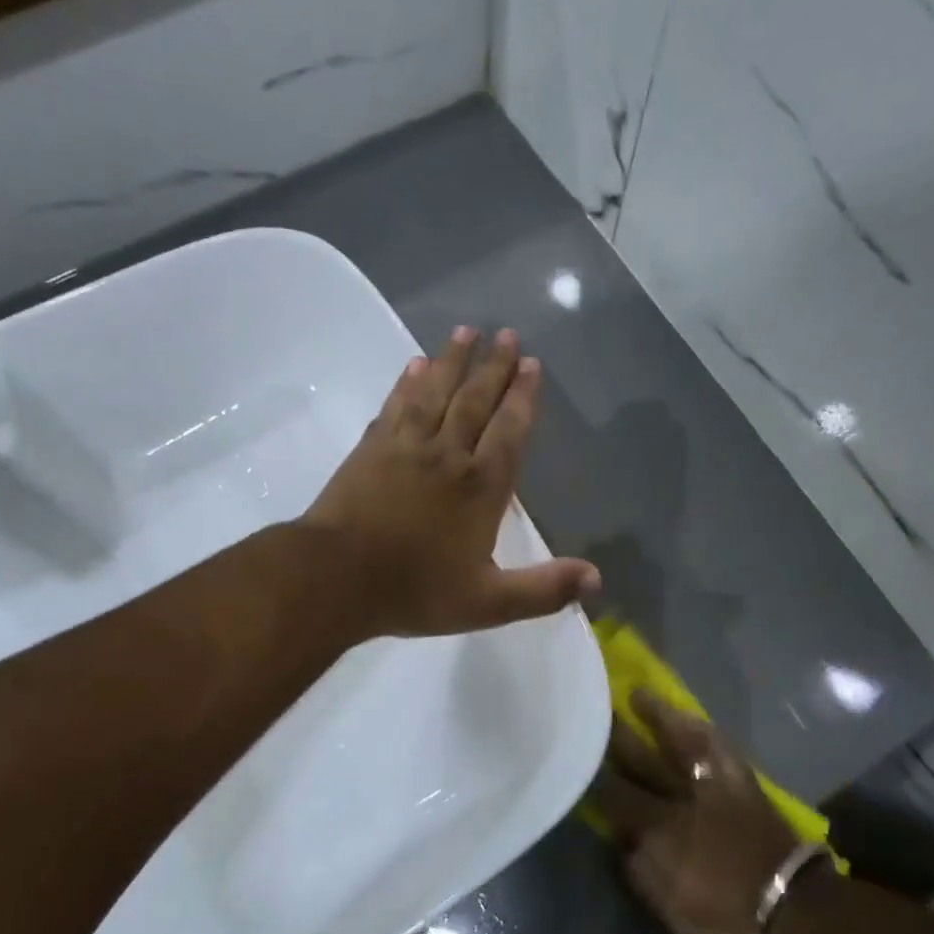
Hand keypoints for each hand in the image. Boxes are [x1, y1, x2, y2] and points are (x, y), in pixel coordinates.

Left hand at [303, 327, 598, 640]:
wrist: (335, 578)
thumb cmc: (415, 591)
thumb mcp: (488, 603)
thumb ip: (543, 590)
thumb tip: (597, 579)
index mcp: (481, 487)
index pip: (509, 430)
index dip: (523, 397)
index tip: (532, 364)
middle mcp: (448, 454)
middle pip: (476, 400)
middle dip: (495, 366)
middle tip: (508, 335)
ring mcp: (406, 446)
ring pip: (436, 392)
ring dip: (453, 360)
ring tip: (466, 331)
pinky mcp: (371, 447)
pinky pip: (395, 404)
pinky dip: (407, 382)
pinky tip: (415, 365)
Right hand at [589, 692, 798, 933]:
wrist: (790, 910)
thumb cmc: (723, 917)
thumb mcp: (666, 905)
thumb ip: (636, 866)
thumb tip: (619, 836)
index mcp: (656, 830)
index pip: (612, 794)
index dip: (592, 776)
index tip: (578, 760)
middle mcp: (678, 798)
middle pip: (638, 760)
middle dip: (614, 738)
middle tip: (595, 713)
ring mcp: (711, 785)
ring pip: (676, 742)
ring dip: (655, 718)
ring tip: (636, 695)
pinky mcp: (740, 781)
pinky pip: (717, 746)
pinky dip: (700, 728)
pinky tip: (689, 717)